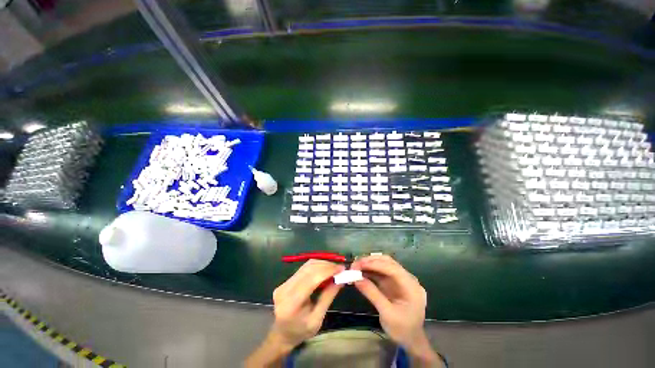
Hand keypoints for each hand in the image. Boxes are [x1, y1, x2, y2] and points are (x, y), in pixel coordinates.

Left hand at [269, 259, 344, 350]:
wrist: (281, 335)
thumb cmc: (300, 332)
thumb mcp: (317, 320)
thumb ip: (327, 297)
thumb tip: (340, 280)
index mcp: (292, 303)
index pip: (312, 278)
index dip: (328, 271)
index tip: (341, 269)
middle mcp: (285, 289)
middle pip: (309, 269)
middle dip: (326, 266)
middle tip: (340, 268)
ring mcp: (284, 283)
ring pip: (306, 266)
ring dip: (322, 264)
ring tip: (334, 269)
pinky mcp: (285, 280)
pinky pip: (303, 269)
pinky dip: (316, 267)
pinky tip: (324, 270)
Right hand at [352, 255, 439, 364]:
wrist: (410, 340)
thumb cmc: (402, 329)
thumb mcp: (387, 314)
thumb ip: (372, 294)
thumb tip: (355, 279)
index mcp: (411, 286)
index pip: (393, 269)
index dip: (376, 264)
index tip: (360, 264)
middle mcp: (408, 278)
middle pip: (389, 263)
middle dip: (371, 261)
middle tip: (355, 264)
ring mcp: (401, 279)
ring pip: (384, 264)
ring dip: (370, 263)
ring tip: (356, 266)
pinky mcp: (394, 281)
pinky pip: (381, 271)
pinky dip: (371, 270)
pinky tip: (361, 271)